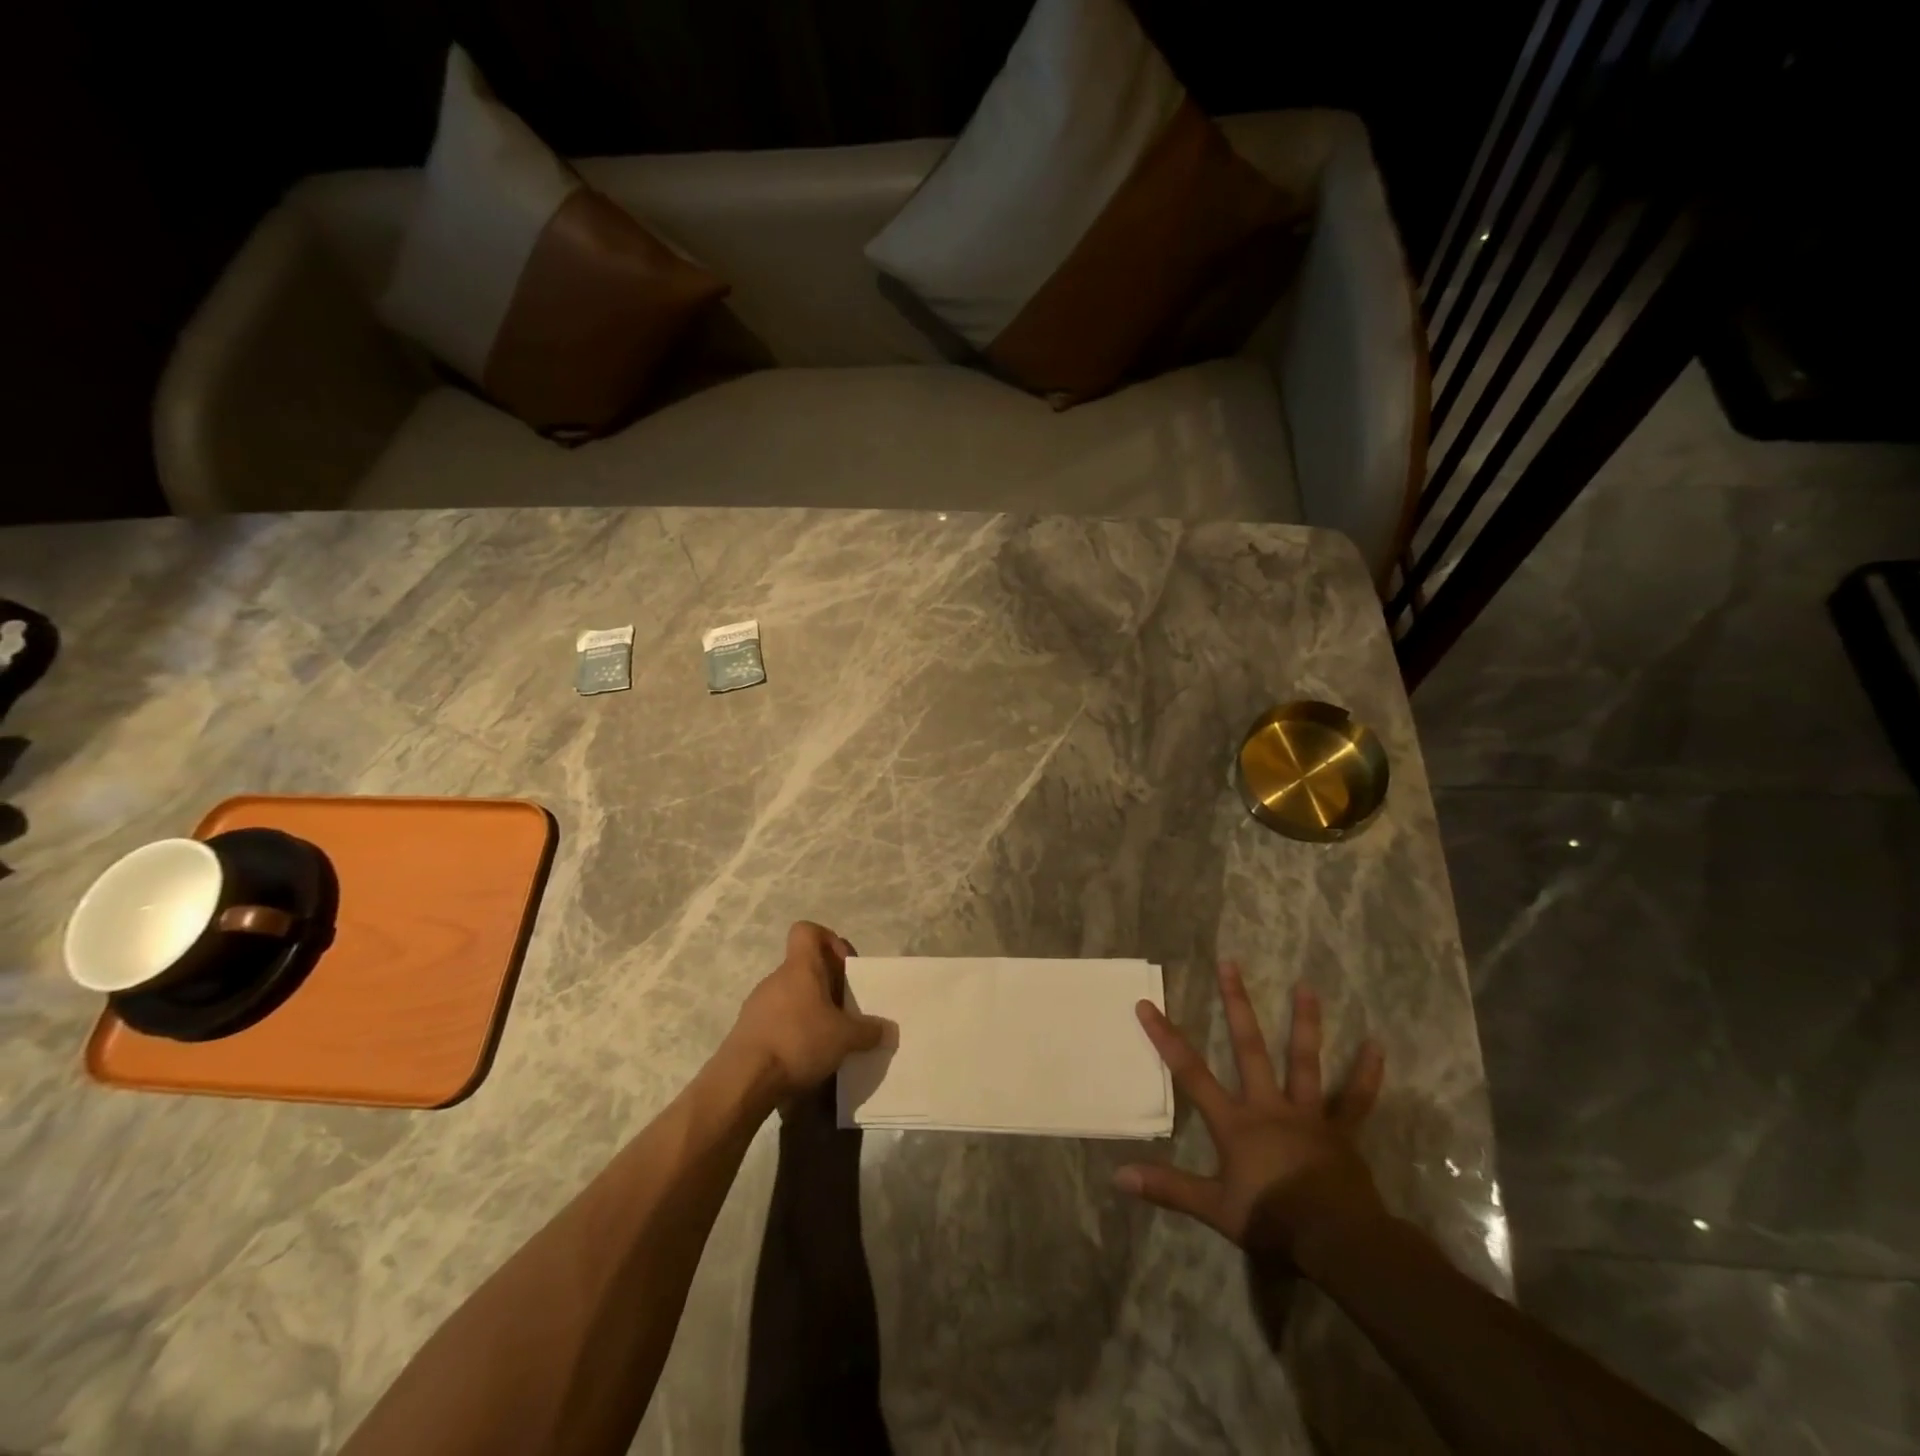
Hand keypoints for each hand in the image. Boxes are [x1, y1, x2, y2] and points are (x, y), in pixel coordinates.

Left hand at [725, 922, 886, 1101]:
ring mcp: (758, 1004)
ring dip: (810, 1010)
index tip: (844, 967)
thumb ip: (869, 1031)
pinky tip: (804, 1057)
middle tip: (846, 1011)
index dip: (828, 940)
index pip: (807, 931)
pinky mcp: (747, 1030)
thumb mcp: (844, 1038)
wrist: (743, 1080)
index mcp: (801, 967)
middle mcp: (777, 978)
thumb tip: (888, 1030)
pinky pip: (777, 1019)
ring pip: (791, 995)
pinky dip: (792, 1031)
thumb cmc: (798, 1041)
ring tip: (828, 1039)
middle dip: (827, 985)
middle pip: (804, 967)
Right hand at [1116, 963, 1387, 1260]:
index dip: (1166, 1038)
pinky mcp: (1341, 1132)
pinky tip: (1377, 1046)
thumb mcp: (1214, 1208)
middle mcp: (1269, 1106)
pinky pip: (1356, 1100)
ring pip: (1304, 1061)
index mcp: (1236, 1123)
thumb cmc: (1272, 1221)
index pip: (1191, 1073)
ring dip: (1305, 1022)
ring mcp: (1308, 1115)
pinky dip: (1366, 1074)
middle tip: (1230, 964)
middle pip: (1249, 1047)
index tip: (1147, 1004)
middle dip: (1236, 1005)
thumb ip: (1169, 1188)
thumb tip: (1118, 1177)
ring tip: (1306, 985)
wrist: (1337, 1242)